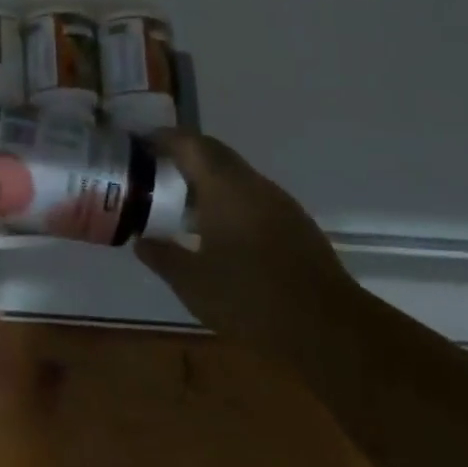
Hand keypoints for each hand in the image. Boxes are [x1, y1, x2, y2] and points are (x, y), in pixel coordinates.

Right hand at [135, 132, 360, 348]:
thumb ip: (162, 256)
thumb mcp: (192, 283)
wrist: (328, 328)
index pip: (189, 144)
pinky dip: (229, 197)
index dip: (162, 138)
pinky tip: (219, 228)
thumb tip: (141, 240)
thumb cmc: (251, 299)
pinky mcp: (295, 223)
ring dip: (207, 177)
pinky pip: (253, 195)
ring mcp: (278, 202)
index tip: (139, 143)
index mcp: (224, 188)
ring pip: (236, 174)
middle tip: (155, 168)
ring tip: (181, 200)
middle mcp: (252, 184)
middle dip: (183, 153)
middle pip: (213, 152)